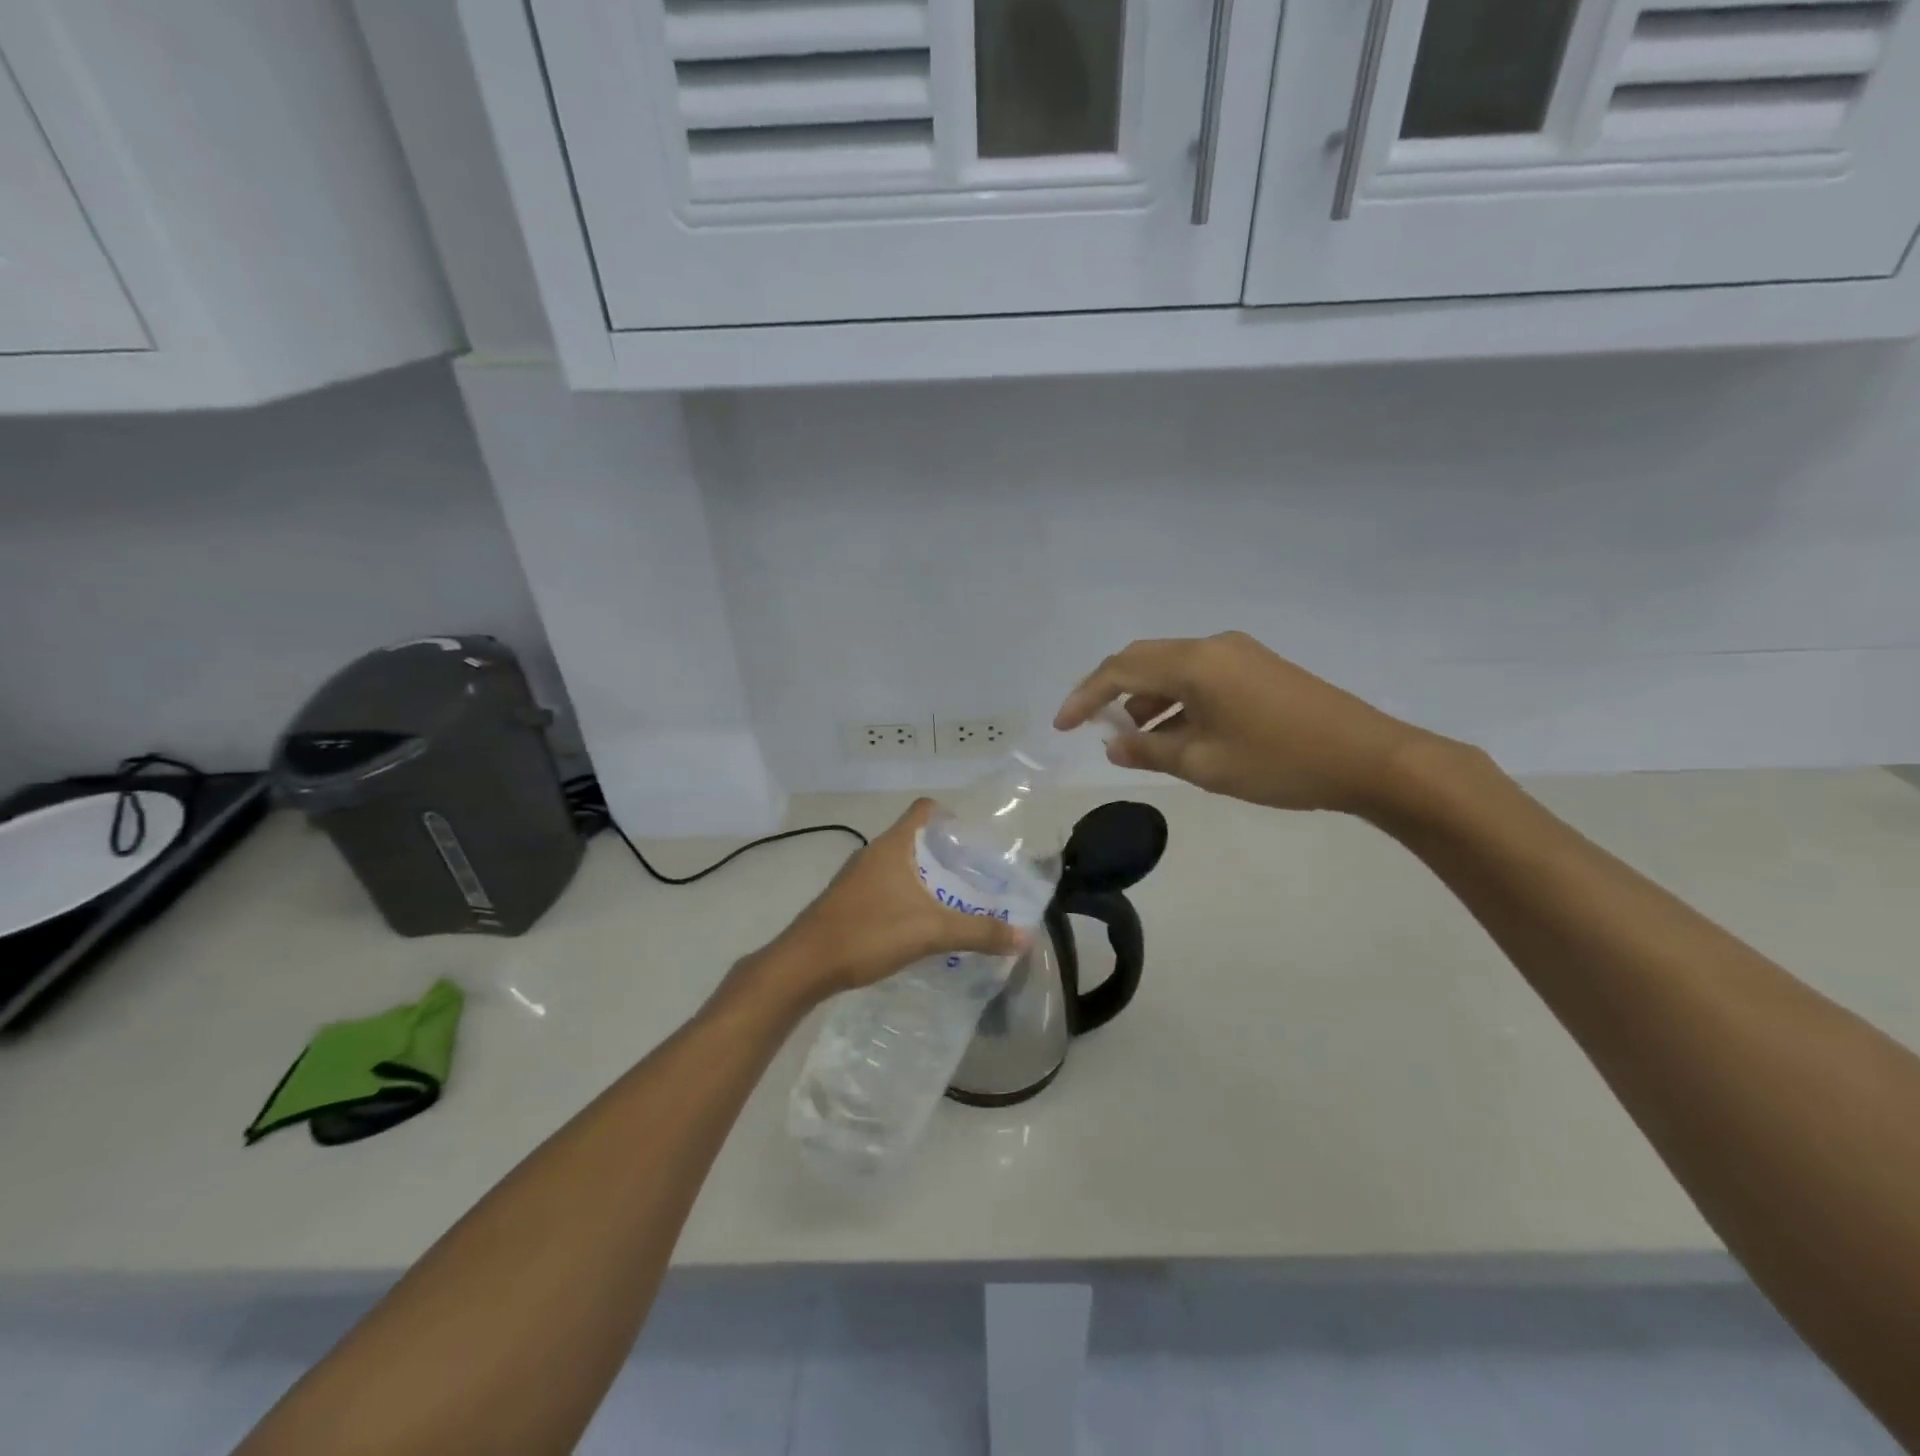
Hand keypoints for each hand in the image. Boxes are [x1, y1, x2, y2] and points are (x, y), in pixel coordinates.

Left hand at [751, 800, 1029, 1003]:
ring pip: (899, 864)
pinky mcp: (847, 900)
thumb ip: (979, 932)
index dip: (951, 816)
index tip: (974, 841)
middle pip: (915, 838)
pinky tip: (919, 924)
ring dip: (925, 877)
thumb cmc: (868, 933)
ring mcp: (856, 877)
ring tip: (953, 901)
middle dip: (945, 853)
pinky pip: (885, 886)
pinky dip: (906, 895)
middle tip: (975, 876)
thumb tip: (1024, 936)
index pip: (924, 809)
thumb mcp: (931, 931)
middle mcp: (873, 853)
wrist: (805, 964)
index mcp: (893, 845)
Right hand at [1054, 631, 1439, 815]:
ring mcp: (1239, 654)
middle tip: (1091, 726)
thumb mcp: (1204, 764)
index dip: (1085, 697)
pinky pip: (1200, 676)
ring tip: (1135, 740)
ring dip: (1146, 698)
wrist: (1370, 758)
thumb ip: (1150, 750)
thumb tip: (1113, 744)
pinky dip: (1176, 700)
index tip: (1062, 726)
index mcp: (1194, 663)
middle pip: (1143, 660)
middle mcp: (1212, 646)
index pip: (1120, 670)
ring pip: (1173, 669)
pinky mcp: (1258, 668)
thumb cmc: (1279, 762)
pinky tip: (1176, 733)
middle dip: (1111, 692)